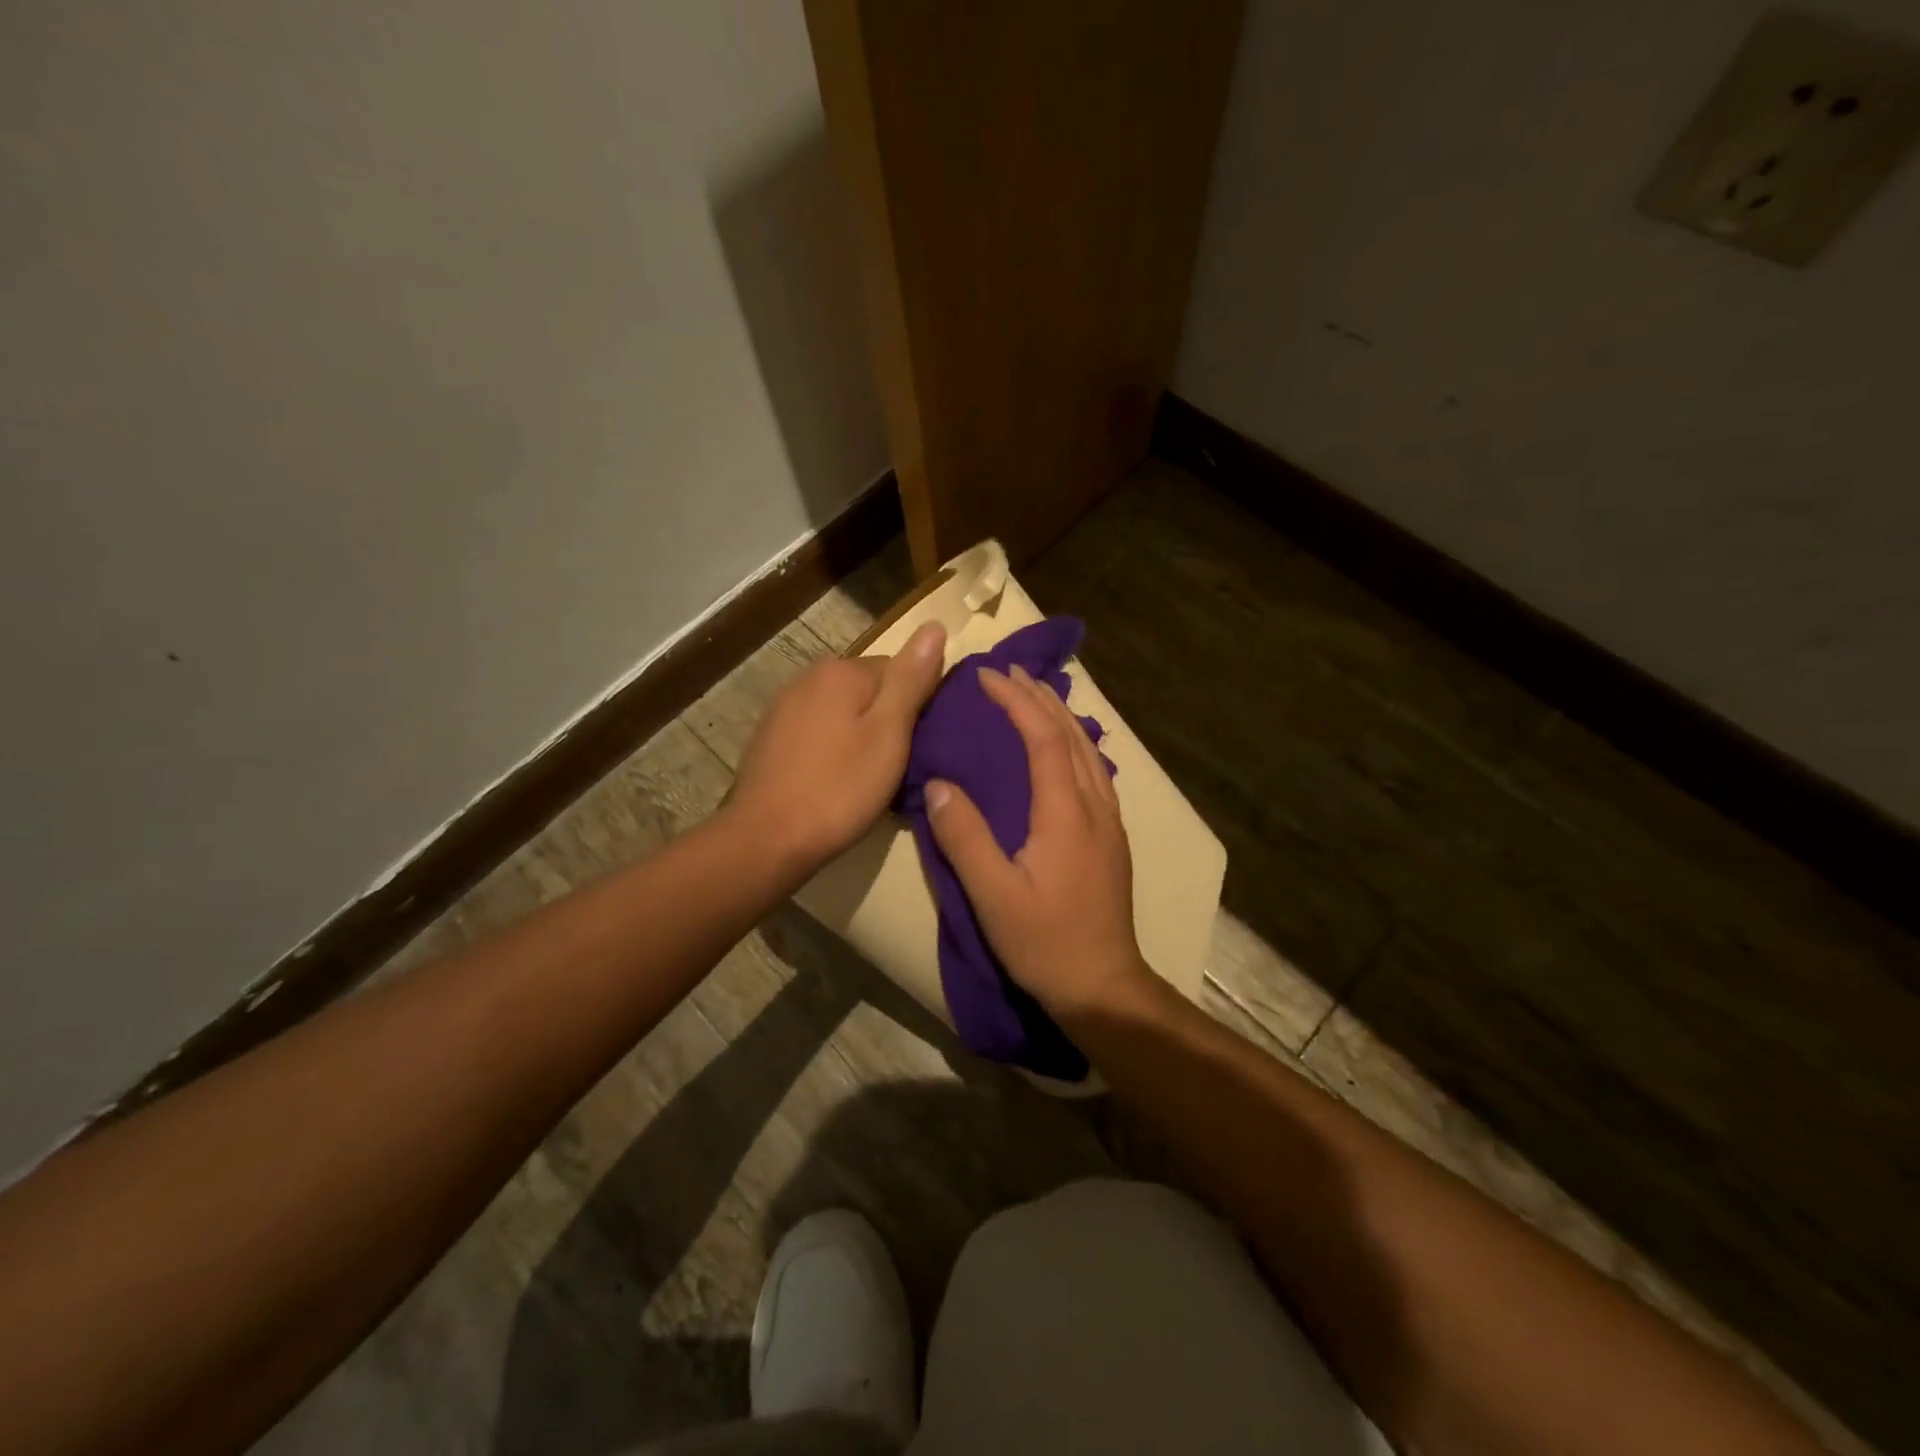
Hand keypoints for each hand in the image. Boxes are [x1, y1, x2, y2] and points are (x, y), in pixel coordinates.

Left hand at [727, 622, 946, 874]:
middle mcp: (809, 678)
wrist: (766, 839)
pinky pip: (819, 732)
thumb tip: (934, 625)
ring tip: (872, 777)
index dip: (918, 706)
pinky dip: (834, 750)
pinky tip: (837, 781)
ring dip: (861, 735)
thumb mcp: (889, 733)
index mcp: (841, 671)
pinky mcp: (771, 738)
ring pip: (843, 713)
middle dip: (889, 720)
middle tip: (901, 765)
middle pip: (870, 690)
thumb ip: (911, 679)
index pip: (900, 670)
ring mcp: (784, 708)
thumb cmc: (839, 788)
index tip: (923, 744)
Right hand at [925, 664, 1155, 1018]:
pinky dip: (1074, 742)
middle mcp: (1094, 806)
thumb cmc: (1045, 942)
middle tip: (1008, 671)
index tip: (986, 676)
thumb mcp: (993, 895)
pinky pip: (1094, 771)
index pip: (1043, 737)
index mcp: (1066, 812)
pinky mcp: (1111, 838)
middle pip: (1071, 734)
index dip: (1016, 701)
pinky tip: (1062, 749)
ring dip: (1060, 715)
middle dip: (1039, 696)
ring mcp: (1109, 822)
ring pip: (1088, 750)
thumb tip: (939, 783)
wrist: (1103, 986)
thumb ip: (965, 837)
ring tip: (1033, 695)